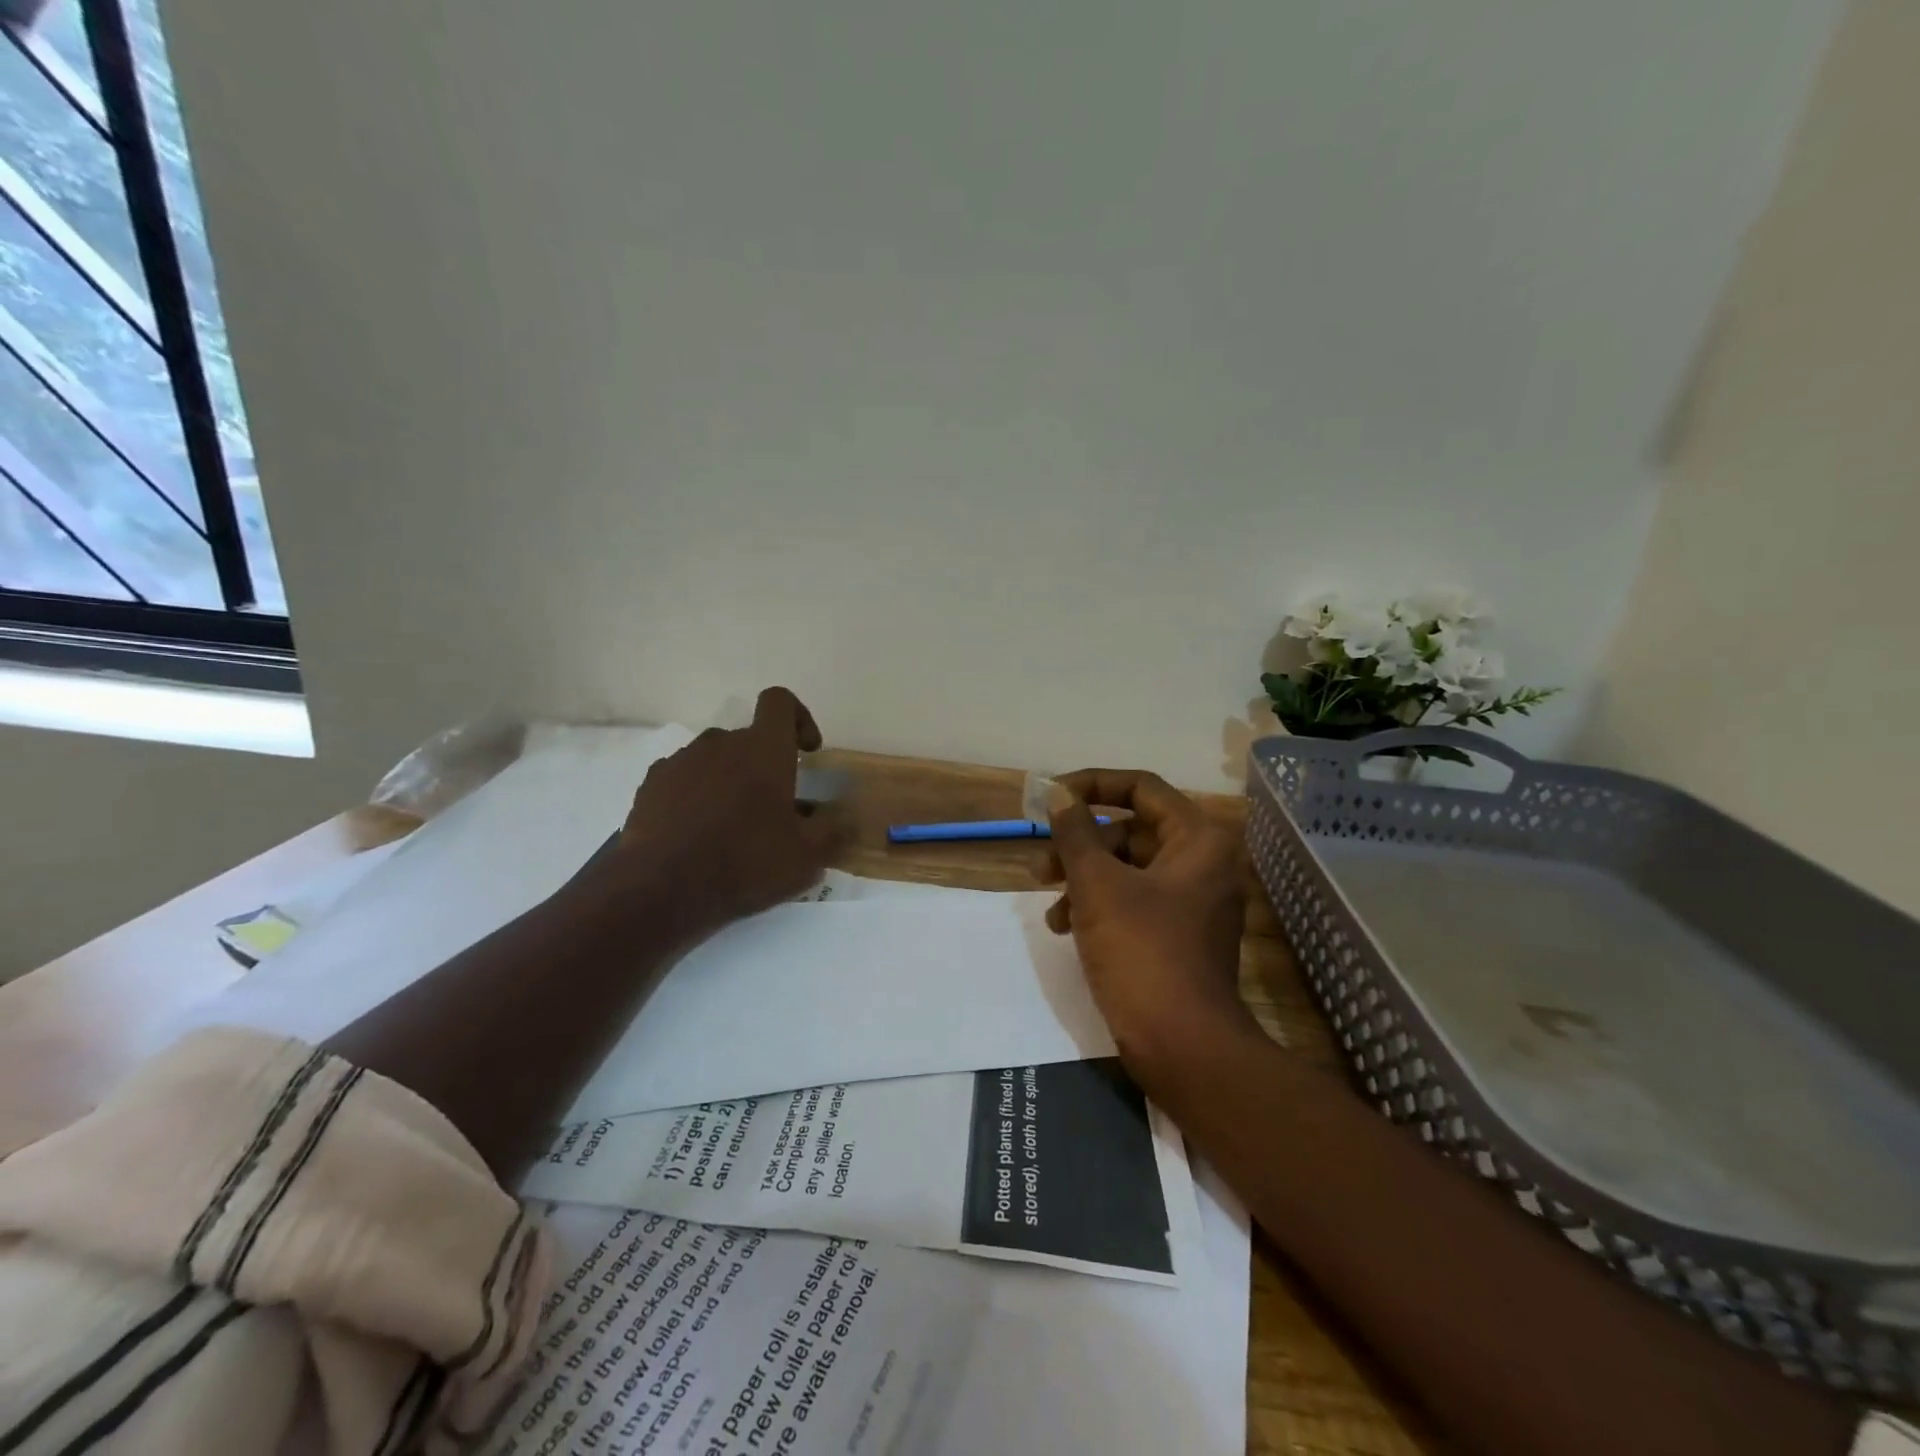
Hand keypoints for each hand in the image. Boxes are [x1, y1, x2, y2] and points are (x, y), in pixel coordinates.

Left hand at [614, 687, 837, 933]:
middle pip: (749, 738)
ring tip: (732, 826)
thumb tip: (845, 819)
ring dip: (729, 781)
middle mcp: (720, 743)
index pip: (780, 702)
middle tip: (772, 810)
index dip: (798, 718)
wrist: (661, 889)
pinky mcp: (651, 785)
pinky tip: (697, 833)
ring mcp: (681, 762)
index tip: (806, 753)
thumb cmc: (745, 863)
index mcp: (763, 750)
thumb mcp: (807, 857)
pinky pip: (684, 779)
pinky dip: (696, 796)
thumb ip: (833, 831)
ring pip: (715, 759)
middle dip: (764, 766)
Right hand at [1043, 769, 1253, 1068]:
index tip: (1051, 797)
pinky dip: (1099, 907)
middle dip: (1080, 845)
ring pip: (1127, 870)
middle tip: (1040, 862)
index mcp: (1198, 839)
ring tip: (1051, 909)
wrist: (1184, 1048)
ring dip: (1083, 880)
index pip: (1141, 788)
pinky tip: (1067, 929)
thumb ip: (1075, 832)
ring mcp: (1193, 902)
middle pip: (1131, 831)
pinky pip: (1134, 902)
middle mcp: (1203, 863)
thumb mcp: (1098, 885)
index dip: (1091, 785)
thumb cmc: (1142, 952)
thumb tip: (1059, 793)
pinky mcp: (1178, 936)